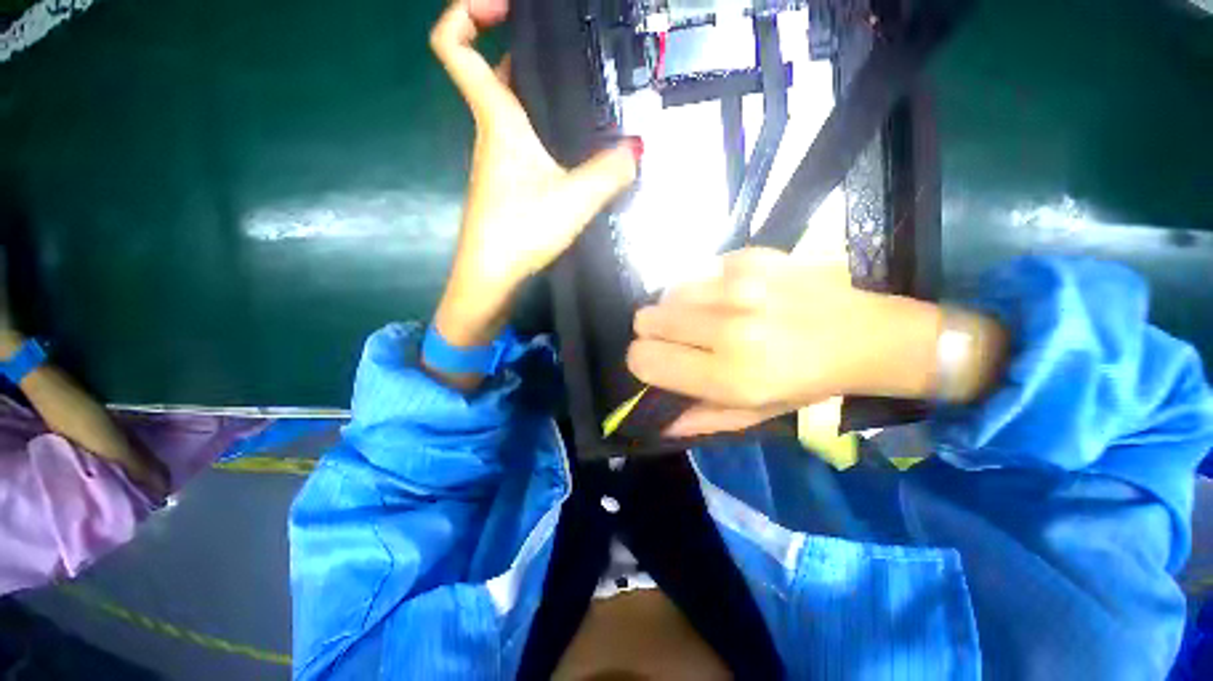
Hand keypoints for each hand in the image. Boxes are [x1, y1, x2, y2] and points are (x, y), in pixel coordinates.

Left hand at [429, 0, 639, 347]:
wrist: (491, 277)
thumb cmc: (520, 231)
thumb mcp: (574, 199)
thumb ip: (609, 172)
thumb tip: (636, 150)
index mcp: (497, 120)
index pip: (455, 47)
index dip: (467, 11)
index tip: (504, 4)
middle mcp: (492, 132)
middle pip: (494, 72)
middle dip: (523, 48)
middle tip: (568, 51)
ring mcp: (498, 160)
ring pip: (512, 109)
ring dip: (539, 91)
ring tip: (583, 92)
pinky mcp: (507, 183)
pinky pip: (523, 139)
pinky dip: (543, 128)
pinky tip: (573, 144)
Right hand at [627, 248, 947, 436]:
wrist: (865, 334)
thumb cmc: (807, 383)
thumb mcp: (755, 414)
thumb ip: (700, 418)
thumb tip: (657, 421)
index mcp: (728, 375)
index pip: (644, 359)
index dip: (641, 361)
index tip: (655, 361)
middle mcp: (727, 327)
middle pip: (646, 319)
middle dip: (654, 332)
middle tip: (679, 338)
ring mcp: (739, 286)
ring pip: (667, 293)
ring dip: (677, 308)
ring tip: (706, 317)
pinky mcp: (750, 258)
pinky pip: (697, 272)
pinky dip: (704, 288)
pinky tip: (731, 297)